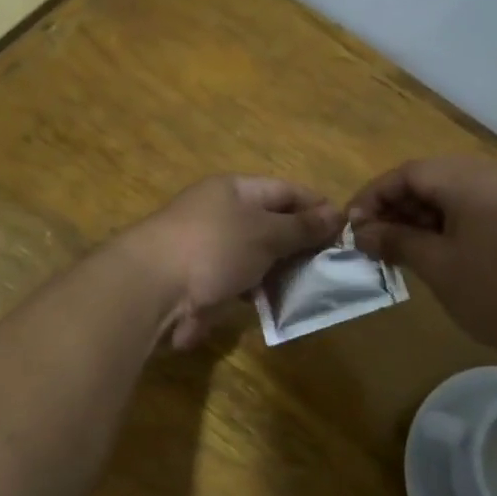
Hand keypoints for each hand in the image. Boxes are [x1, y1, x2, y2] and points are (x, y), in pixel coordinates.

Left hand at [131, 176, 341, 349]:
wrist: (151, 289)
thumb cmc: (214, 247)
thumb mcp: (266, 233)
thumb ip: (301, 227)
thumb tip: (337, 213)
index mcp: (234, 190)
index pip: (285, 190)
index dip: (316, 206)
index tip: (344, 229)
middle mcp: (221, 214)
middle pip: (272, 224)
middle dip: (302, 244)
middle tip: (334, 265)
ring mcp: (210, 249)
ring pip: (258, 257)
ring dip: (283, 272)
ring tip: (315, 288)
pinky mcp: (203, 283)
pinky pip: (241, 283)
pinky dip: (261, 292)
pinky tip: (282, 305)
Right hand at [348, 155, 496, 360]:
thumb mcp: (439, 267)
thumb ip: (396, 241)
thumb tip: (360, 232)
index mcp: (469, 179)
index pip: (408, 172)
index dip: (373, 196)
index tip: (351, 225)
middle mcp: (492, 175)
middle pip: (430, 177)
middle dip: (396, 205)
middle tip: (373, 239)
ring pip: (452, 192)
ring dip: (421, 214)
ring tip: (399, 248)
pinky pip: (474, 206)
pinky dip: (448, 222)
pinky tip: (434, 250)